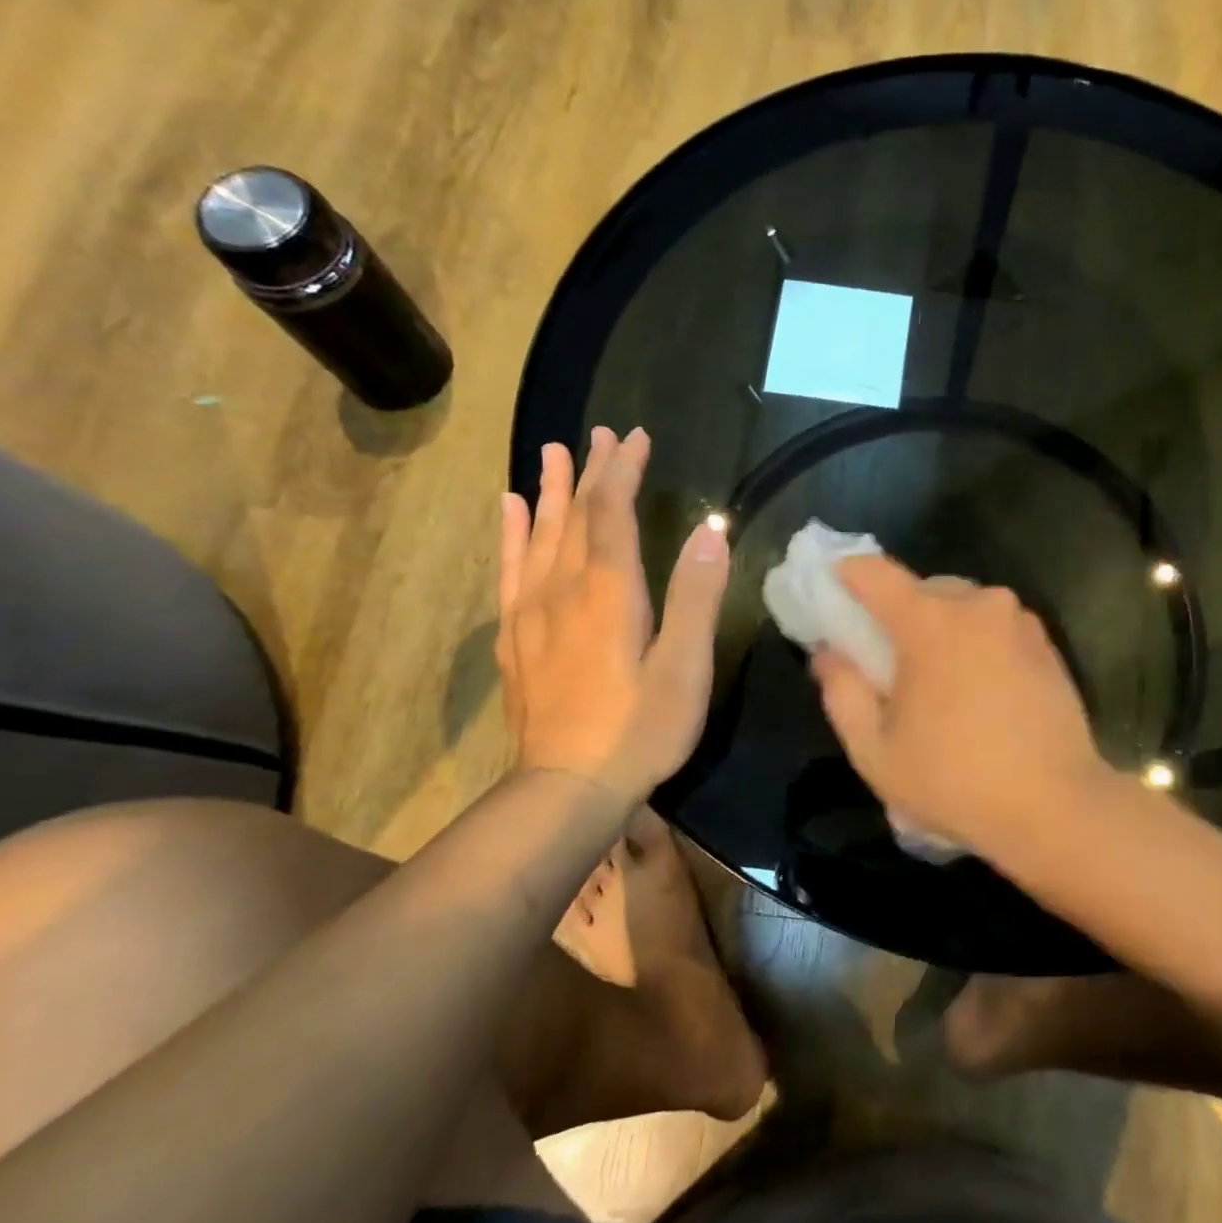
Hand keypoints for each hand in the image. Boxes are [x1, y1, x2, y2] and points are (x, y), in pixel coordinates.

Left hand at [497, 429, 729, 798]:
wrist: (567, 789)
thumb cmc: (641, 729)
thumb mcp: (685, 667)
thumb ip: (696, 596)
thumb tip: (710, 531)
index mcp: (610, 591)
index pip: (613, 512)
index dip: (624, 471)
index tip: (636, 437)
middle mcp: (564, 589)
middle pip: (575, 515)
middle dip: (592, 471)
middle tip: (602, 433)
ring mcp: (533, 613)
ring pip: (540, 535)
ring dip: (551, 490)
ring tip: (554, 453)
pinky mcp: (517, 639)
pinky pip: (510, 570)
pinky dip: (512, 534)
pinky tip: (511, 511)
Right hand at [810, 556, 1110, 861]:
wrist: (1056, 807)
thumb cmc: (954, 781)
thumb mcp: (875, 750)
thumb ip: (842, 692)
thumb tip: (829, 653)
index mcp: (930, 621)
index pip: (875, 573)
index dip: (847, 576)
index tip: (834, 591)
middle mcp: (978, 605)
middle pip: (923, 589)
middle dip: (899, 613)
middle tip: (889, 658)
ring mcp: (1019, 621)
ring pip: (964, 606)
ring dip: (943, 628)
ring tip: (939, 680)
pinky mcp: (1047, 644)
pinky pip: (996, 627)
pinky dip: (977, 643)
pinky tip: (979, 691)